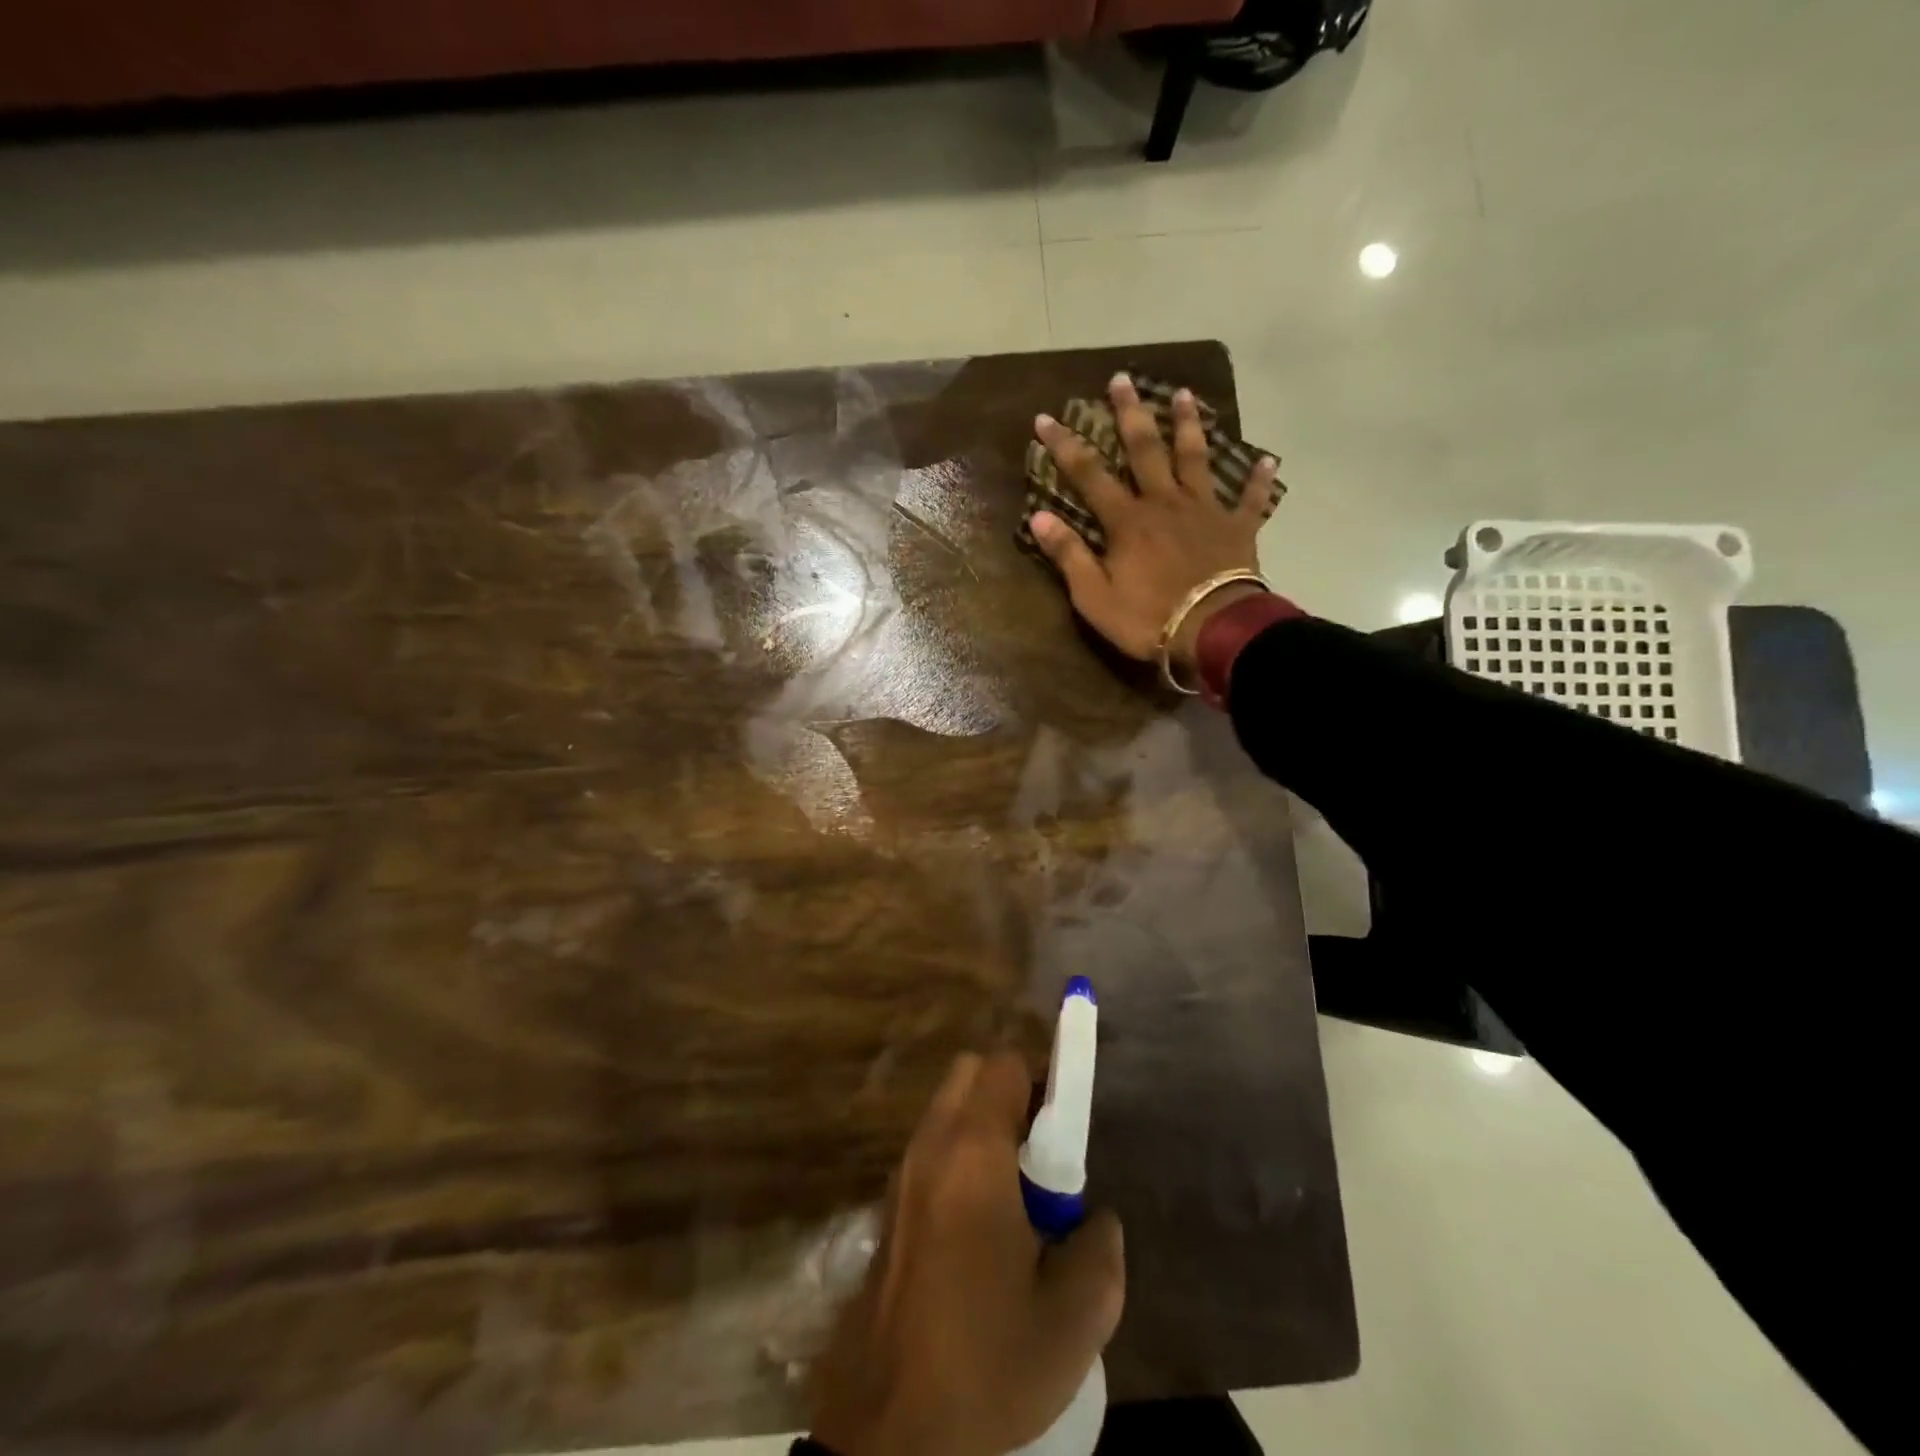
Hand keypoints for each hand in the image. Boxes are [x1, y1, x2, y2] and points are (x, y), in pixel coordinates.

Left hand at [808, 1052, 1125, 1455]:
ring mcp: (902, 1175)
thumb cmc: (985, 1364)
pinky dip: (959, 1159)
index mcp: (973, 1154)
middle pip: (969, 1074)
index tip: (1065, 1128)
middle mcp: (931, 1147)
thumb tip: (1093, 1219)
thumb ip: (1100, 1249)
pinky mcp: (888, 1208)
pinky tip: (980, 1231)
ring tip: (1016, 1201)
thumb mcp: (1073, 1321)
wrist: (888, 1432)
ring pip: (946, 1111)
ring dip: (983, 1128)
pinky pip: (931, 1151)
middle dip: (1009, 1094)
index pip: (1003, 1065)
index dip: (1041, 1079)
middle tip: (1042, 1157)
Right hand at [1028, 374, 1278, 679]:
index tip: (1046, 418)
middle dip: (1129, 413)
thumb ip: (1069, 555)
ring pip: (1196, 458)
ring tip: (1183, 394)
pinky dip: (1259, 480)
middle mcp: (1165, 503)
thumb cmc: (1148, 618)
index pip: (1088, 474)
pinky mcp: (1238, 528)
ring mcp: (1205, 511)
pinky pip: (1251, 499)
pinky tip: (1268, 460)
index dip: (1065, 446)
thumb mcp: (1094, 596)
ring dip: (1188, 425)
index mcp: (1127, 521)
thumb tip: (1038, 516)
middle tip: (1121, 380)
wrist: (1213, 631)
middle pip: (1145, 449)